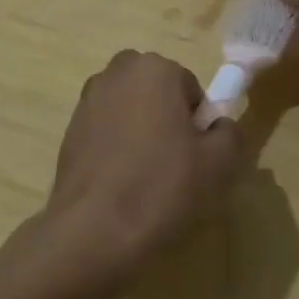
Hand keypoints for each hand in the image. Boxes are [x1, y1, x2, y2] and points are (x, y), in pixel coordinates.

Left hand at [46, 51, 250, 286]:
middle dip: (167, 121)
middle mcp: (116, 72)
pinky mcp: (69, 129)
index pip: (190, 89)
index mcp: (154, 68)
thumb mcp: (219, 163)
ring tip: (145, 179)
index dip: (198, 124)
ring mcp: (87, 100)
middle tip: (175, 166)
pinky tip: (120, 185)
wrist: (93, 230)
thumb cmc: (162, 186)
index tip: (195, 156)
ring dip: (140, 133)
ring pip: (130, 112)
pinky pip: (106, 132)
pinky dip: (116, 149)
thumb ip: (230, 133)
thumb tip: (220, 126)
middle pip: (157, 94)